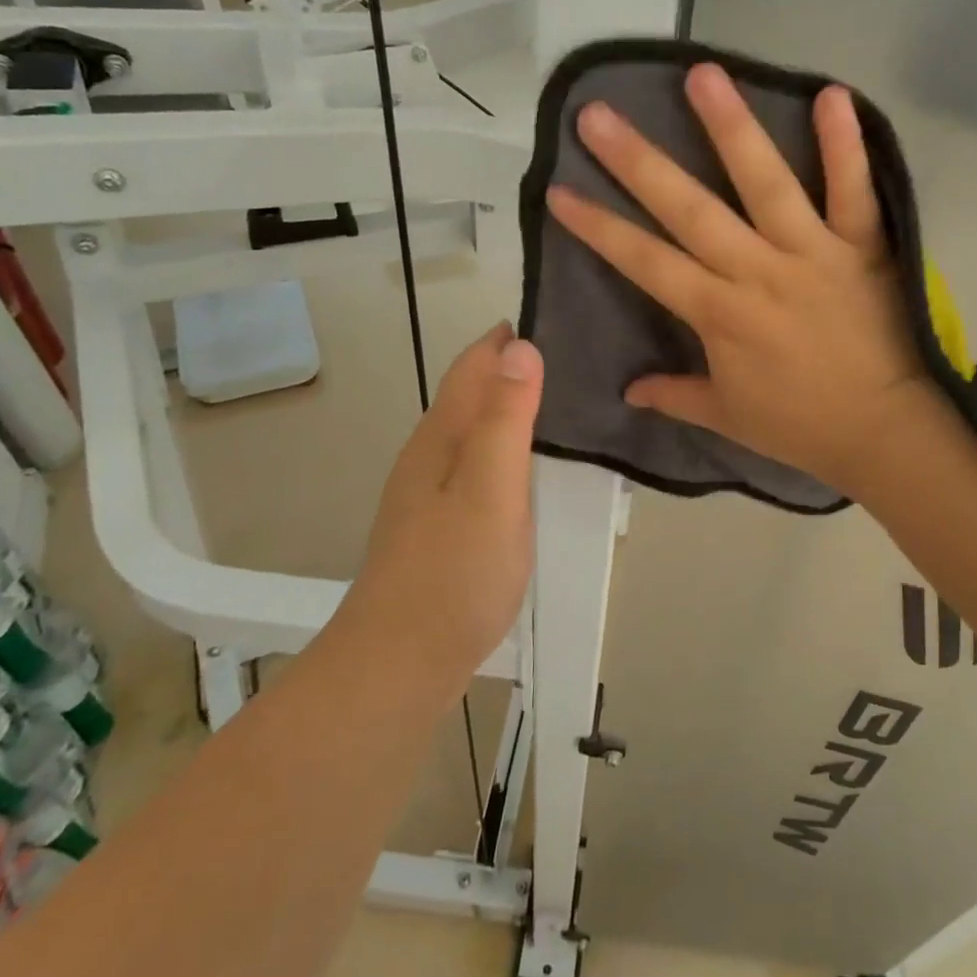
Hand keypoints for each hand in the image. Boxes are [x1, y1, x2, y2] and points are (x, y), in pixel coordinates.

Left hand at [347, 323, 542, 681]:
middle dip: (513, 367)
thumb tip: (520, 348)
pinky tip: (530, 467)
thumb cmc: (453, 573)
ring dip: (510, 407)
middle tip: (575, 357)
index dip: (507, 338)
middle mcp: (432, 454)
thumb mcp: (490, 489)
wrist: (400, 662)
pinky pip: (478, 465)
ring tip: (563, 402)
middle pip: (472, 393)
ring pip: (475, 430)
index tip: (556, 315)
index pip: (474, 365)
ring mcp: (432, 492)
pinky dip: (506, 448)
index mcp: (442, 436)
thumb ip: (507, 419)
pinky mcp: (441, 524)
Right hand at [546, 62, 932, 495]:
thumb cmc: (800, 426)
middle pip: (689, 209)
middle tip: (597, 115)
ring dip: (731, 127)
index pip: (645, 261)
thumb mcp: (727, 418)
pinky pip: (853, 190)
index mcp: (718, 314)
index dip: (599, 227)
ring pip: (765, 183)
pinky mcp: (862, 246)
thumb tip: (629, 390)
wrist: (884, 432)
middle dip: (638, 162)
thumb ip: (675, 395)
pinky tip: (832, 93)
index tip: (559, 191)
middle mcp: (756, 271)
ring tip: (701, 74)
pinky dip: (845, 145)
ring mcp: (811, 252)